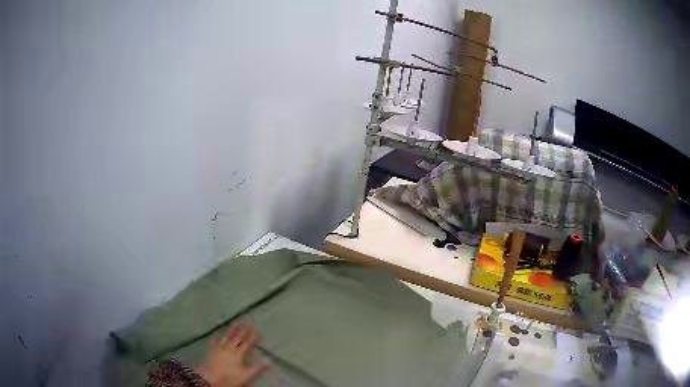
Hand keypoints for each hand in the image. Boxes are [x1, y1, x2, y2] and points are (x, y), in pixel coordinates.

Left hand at [196, 323, 267, 386]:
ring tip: (234, 324)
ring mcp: (218, 349)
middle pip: (236, 338)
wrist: (209, 378)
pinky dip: (216, 338)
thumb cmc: (229, 378)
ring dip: (231, 330)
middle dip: (242, 329)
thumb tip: (268, 360)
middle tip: (246, 321)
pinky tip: (216, 336)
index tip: (256, 328)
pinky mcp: (211, 352)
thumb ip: (257, 368)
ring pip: (226, 337)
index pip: (247, 343)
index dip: (252, 336)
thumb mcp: (246, 375)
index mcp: (237, 354)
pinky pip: (214, 342)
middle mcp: (228, 348)